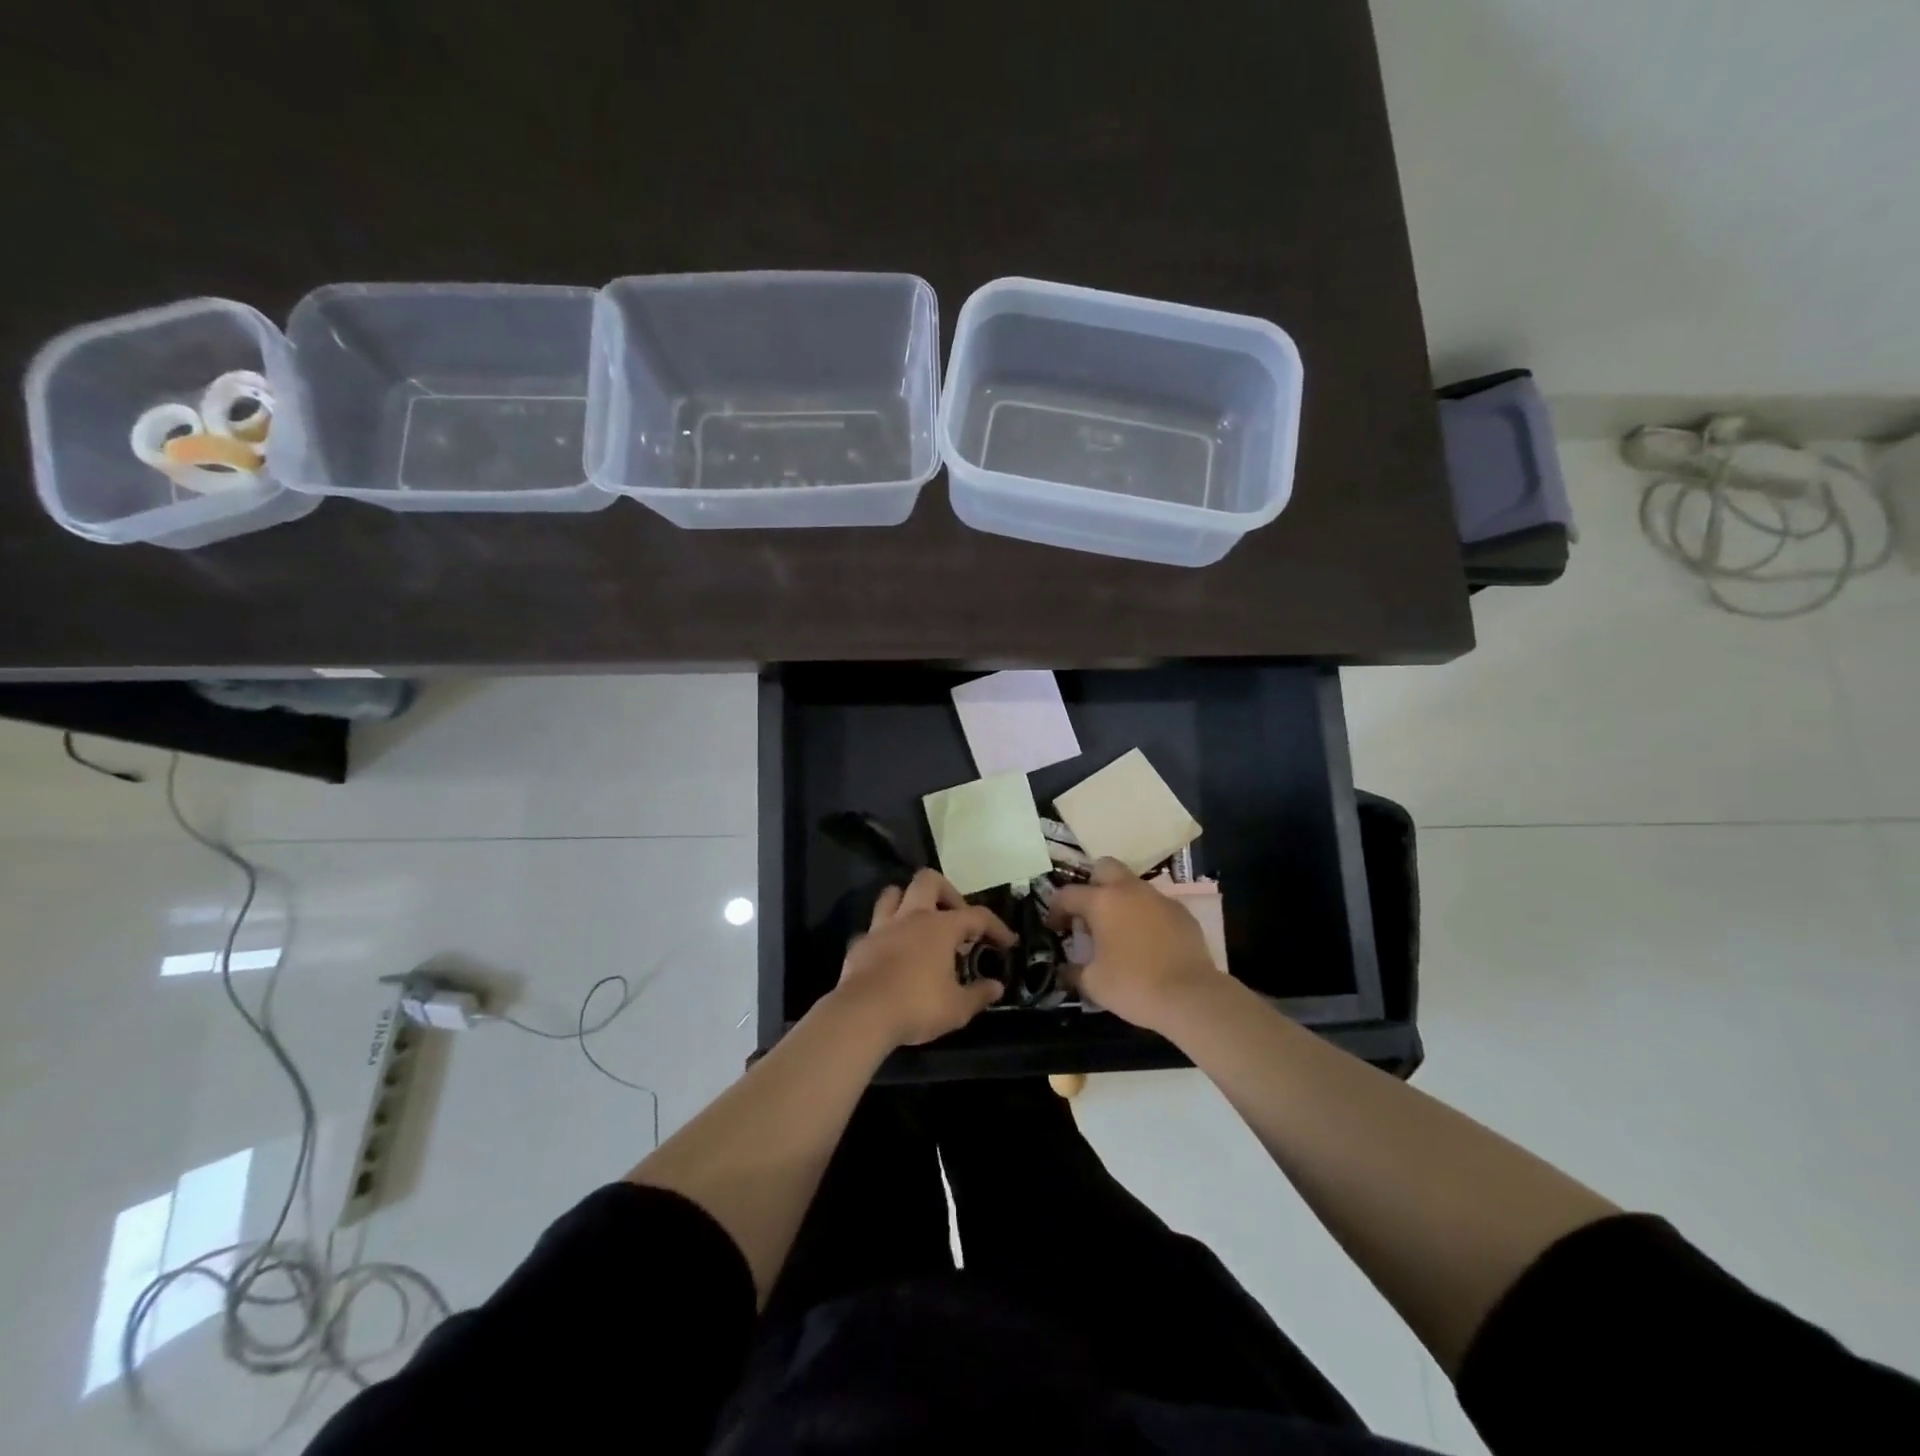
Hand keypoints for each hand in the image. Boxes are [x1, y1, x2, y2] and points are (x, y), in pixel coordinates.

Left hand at [833, 869, 1011, 1046]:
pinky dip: (886, 934)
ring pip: (893, 893)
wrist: (862, 1014)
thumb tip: (996, 987)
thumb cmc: (917, 1006)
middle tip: (956, 918)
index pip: (977, 916)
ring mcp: (882, 927)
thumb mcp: (957, 1008)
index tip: (1008, 942)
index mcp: (940, 927)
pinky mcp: (860, 943)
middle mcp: (911, 917)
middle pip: (929, 880)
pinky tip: (892, 952)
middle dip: (947, 893)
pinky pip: (874, 927)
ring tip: (920, 923)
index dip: (996, 927)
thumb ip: (979, 995)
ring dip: (908, 901)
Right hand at [1047, 858, 1219, 1031]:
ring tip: (1119, 930)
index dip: (1055, 909)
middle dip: (1092, 884)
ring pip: (1133, 885)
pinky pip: (1156, 904)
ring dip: (1121, 900)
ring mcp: (1159, 898)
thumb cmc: (1133, 986)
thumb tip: (1065, 969)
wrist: (1191, 996)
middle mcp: (1129, 890)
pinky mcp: (1182, 912)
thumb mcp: (1093, 984)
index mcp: (1102, 902)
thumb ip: (1073, 971)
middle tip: (1089, 913)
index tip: (1054, 927)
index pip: (1068, 893)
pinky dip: (1146, 915)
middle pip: (1104, 867)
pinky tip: (1148, 942)